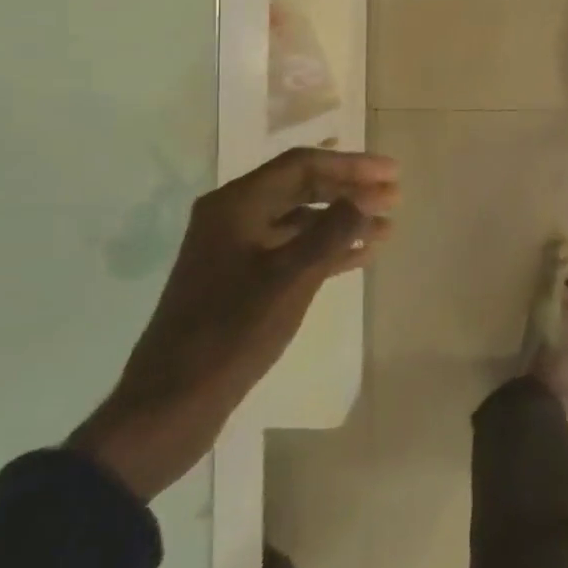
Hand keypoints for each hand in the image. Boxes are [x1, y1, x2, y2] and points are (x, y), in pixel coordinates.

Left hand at [72, 148, 399, 499]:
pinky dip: (327, 246)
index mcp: (236, 205)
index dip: (352, 165)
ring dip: (344, 219)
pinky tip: (361, 255)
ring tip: (387, 228)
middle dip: (351, 190)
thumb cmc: (233, 331)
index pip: (303, 165)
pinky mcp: (242, 278)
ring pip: (301, 218)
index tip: (393, 174)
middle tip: (395, 196)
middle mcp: (233, 216)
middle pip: (302, 186)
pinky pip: (293, 247)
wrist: (172, 403)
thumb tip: (370, 196)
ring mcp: (236, 248)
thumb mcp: (292, 277)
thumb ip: (335, 230)